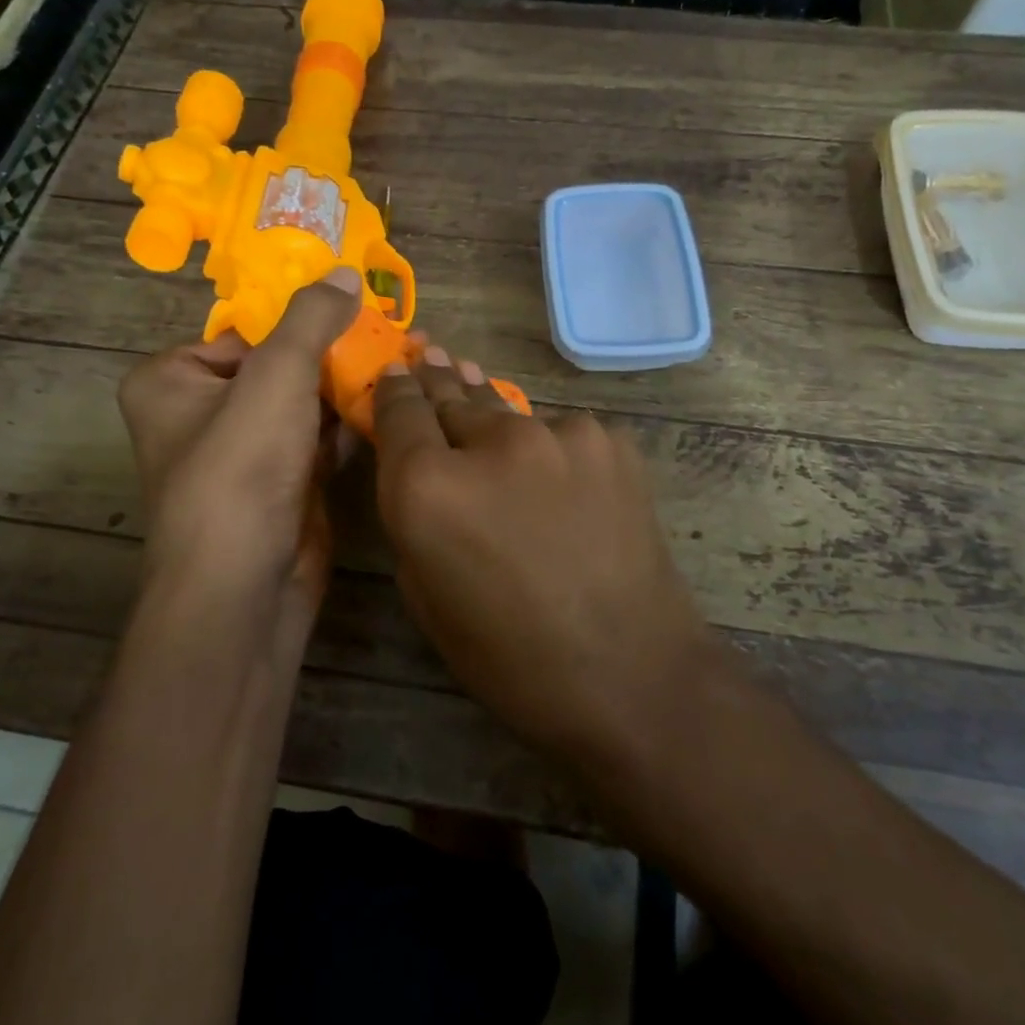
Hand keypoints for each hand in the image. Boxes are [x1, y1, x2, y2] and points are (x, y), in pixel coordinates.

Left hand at [117, 268, 362, 637]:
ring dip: (348, 385)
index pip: (242, 331)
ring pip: (302, 403)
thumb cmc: (240, 468)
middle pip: (278, 365)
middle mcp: (201, 414)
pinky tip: (392, 401)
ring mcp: (244, 454)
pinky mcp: (281, 485)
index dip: (298, 317)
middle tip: (389, 329)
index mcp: (172, 380)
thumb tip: (346, 273)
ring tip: (403, 356)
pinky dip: (350, 423)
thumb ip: (311, 319)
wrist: (244, 586)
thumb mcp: (275, 376)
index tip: (353, 303)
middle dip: (332, 352)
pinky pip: (318, 439)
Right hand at [371, 348, 715, 766]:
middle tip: (428, 352)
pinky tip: (550, 470)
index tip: (393, 370)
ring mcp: (558, 434)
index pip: (399, 408)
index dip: (393, 388)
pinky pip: (559, 434)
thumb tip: (418, 464)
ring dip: (490, 413)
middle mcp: (490, 441)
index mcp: (428, 486)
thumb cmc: (509, 655)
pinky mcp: (609, 440)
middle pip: (452, 394)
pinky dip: (546, 447)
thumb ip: (412, 514)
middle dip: (435, 380)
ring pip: (508, 412)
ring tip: (474, 384)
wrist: (632, 673)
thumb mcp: (425, 593)